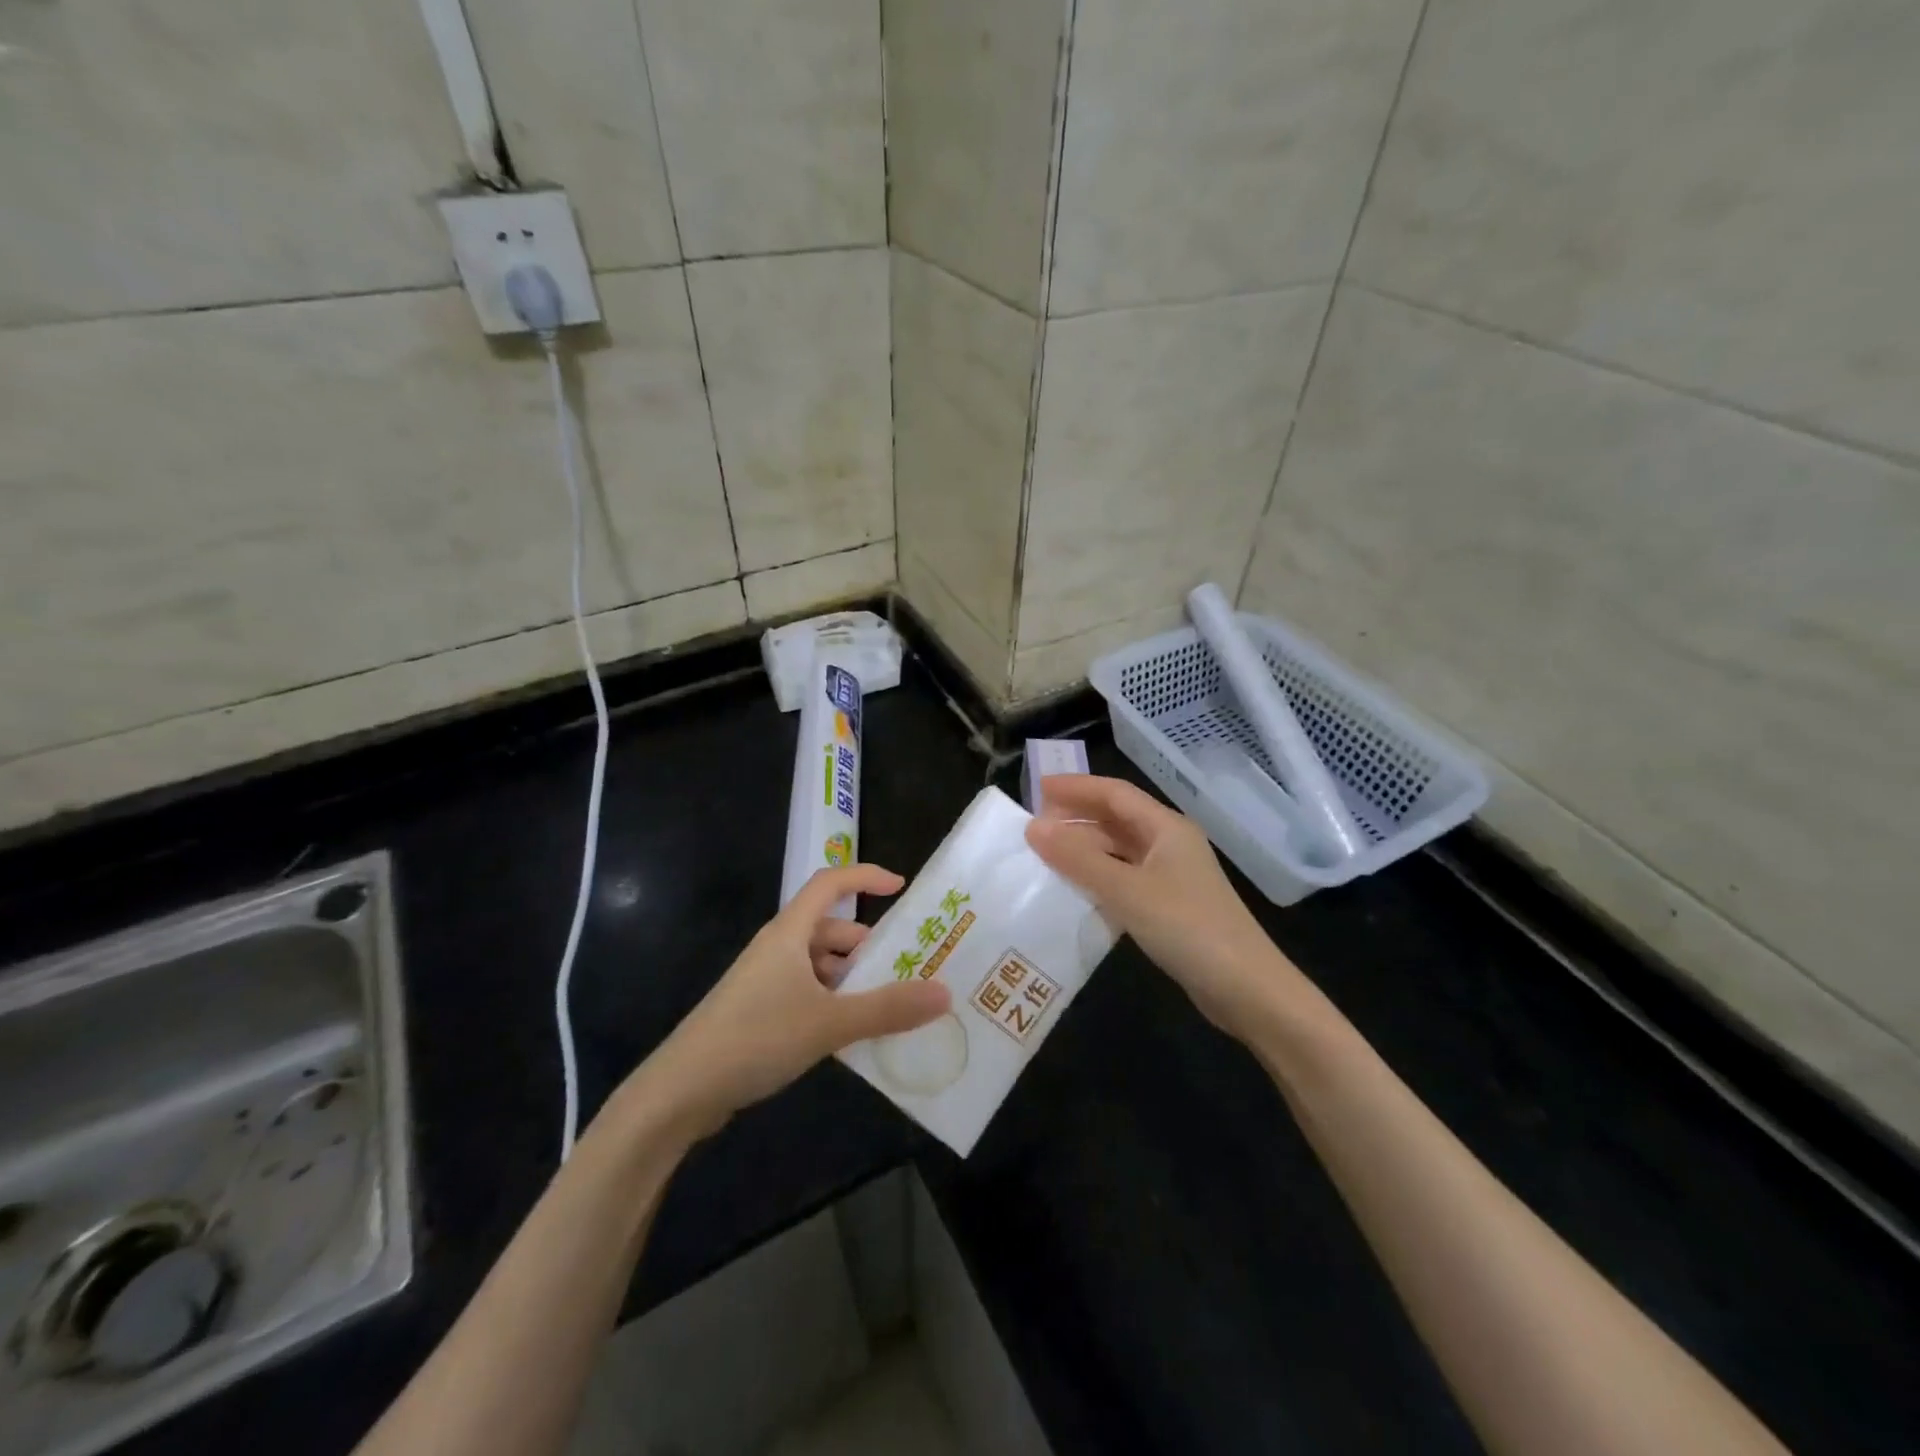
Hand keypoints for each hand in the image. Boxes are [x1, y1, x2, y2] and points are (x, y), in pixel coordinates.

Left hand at [635, 864, 950, 1136]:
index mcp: (789, 933)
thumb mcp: (829, 1023)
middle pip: (830, 929)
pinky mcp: (758, 1012)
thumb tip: (944, 992)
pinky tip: (851, 1033)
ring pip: (819, 965)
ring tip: (888, 1005)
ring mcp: (765, 982)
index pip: (830, 884)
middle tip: (908, 966)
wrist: (680, 1092)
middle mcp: (778, 949)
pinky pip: (807, 993)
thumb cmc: (756, 1038)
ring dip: (852, 978)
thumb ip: (887, 1008)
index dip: (866, 877)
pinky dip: (833, 1002)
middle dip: (868, 944)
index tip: (902, 888)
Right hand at [1025, 775, 1308, 1042]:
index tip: (1037, 789)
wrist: (1245, 988)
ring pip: (1120, 850)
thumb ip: (1078, 859)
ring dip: (1085, 848)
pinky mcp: (1170, 906)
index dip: (1076, 787)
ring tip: (1046, 854)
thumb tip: (1033, 828)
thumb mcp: (1126, 890)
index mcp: (1166, 828)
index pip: (1114, 793)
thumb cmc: (1186, 927)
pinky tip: (1075, 889)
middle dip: (1077, 816)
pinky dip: (1098, 876)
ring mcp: (1172, 876)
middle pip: (1117, 818)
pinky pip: (1125, 877)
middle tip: (1035, 823)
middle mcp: (1170, 844)